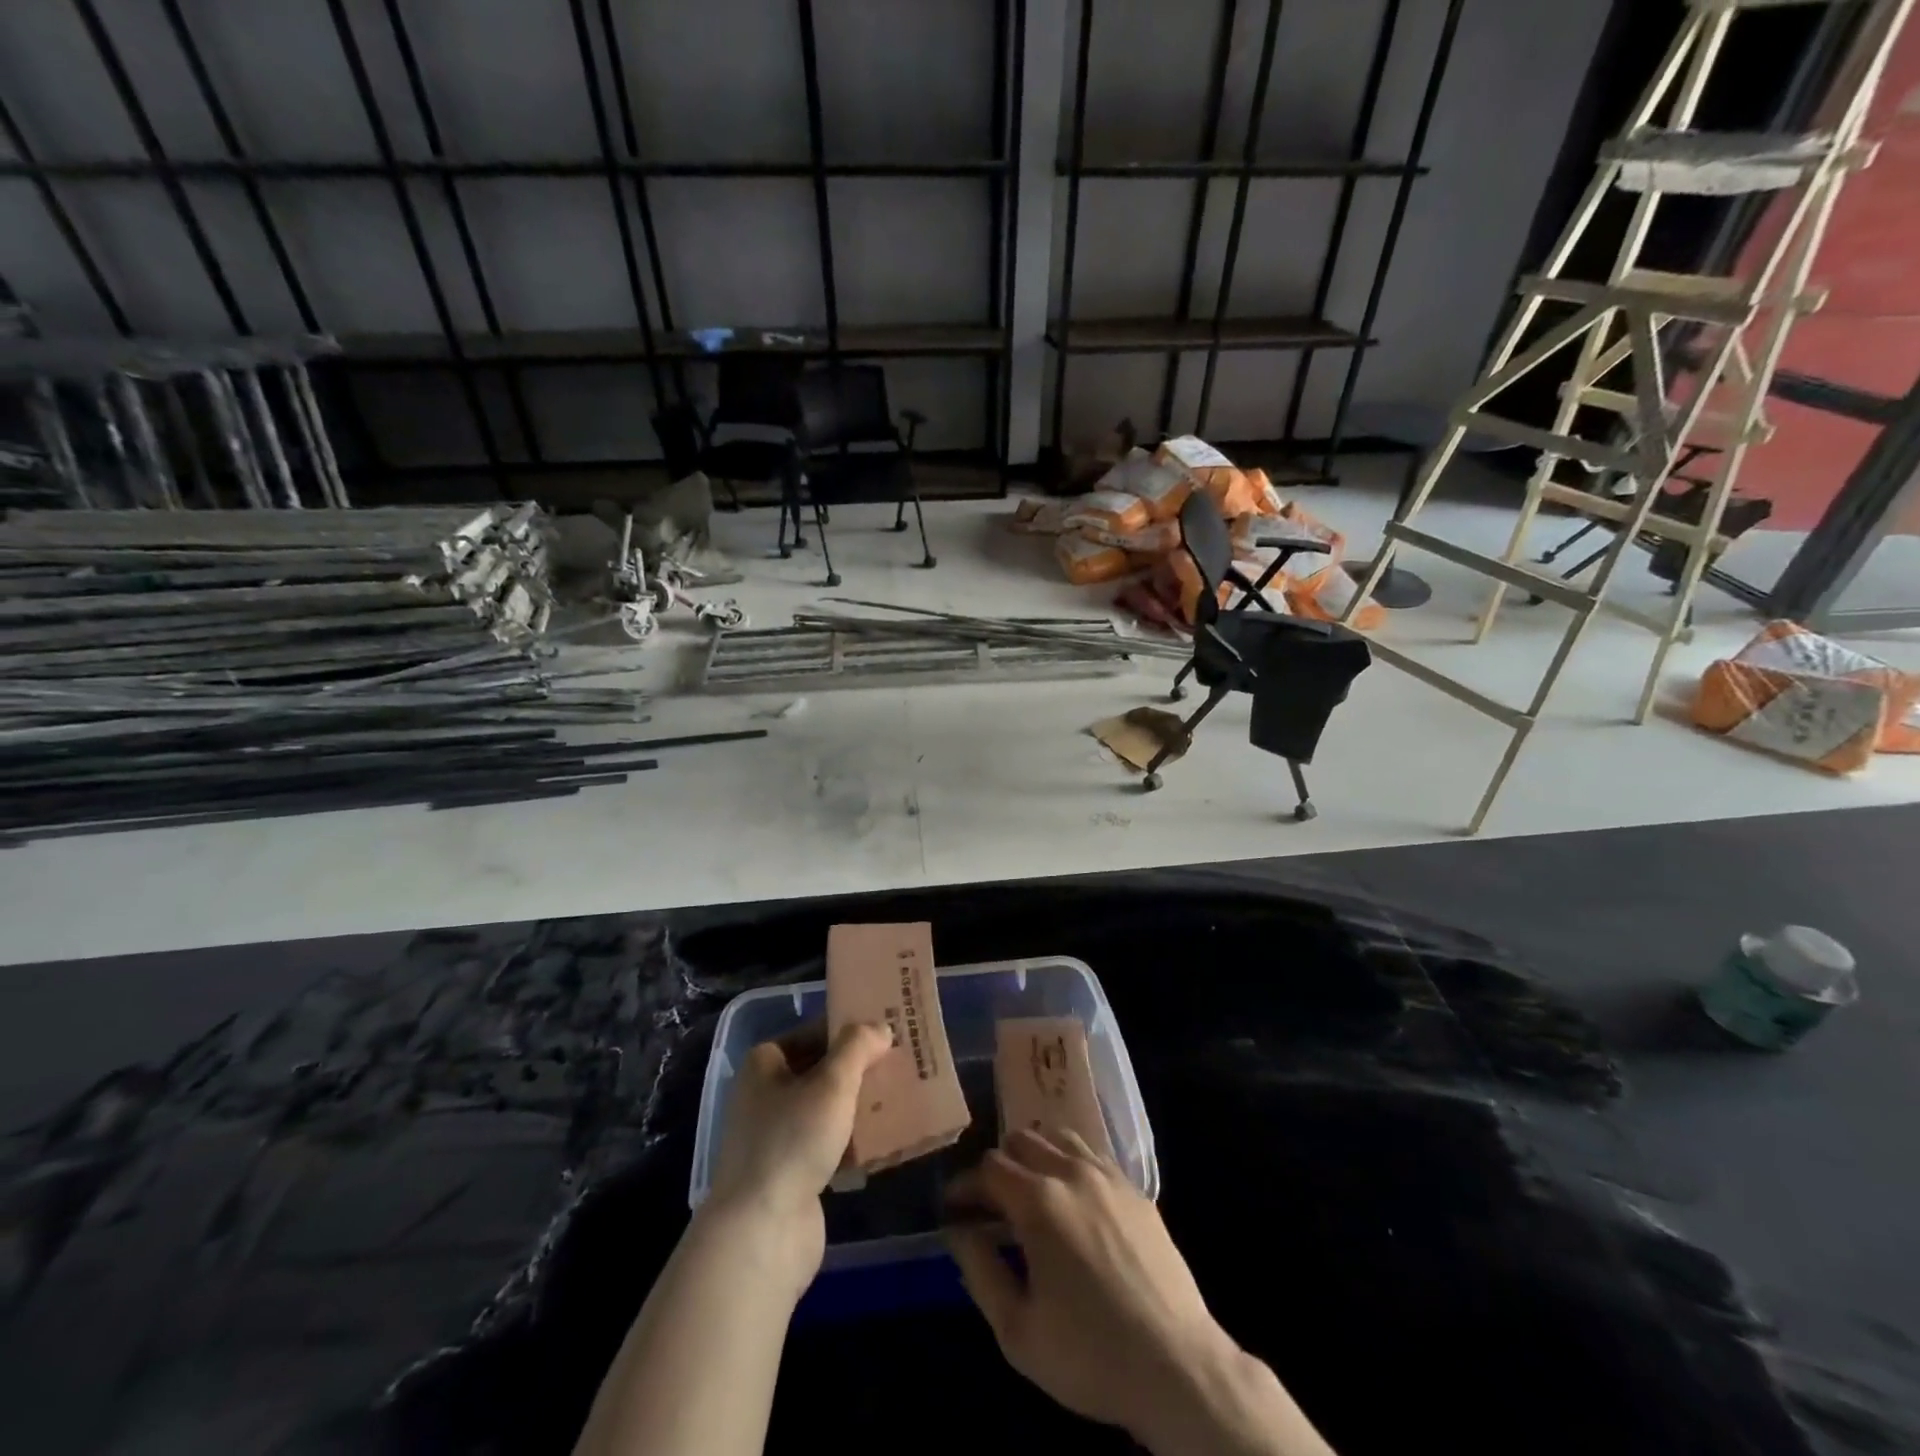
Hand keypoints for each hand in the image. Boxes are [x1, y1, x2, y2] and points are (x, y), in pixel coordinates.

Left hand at [705, 1021, 892, 1289]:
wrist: (762, 1233)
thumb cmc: (792, 1141)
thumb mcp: (832, 1083)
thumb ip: (858, 1047)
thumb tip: (880, 1027)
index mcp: (764, 1065)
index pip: (813, 1033)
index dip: (848, 1029)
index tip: (886, 1031)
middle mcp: (765, 1096)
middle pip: (821, 1071)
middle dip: (859, 1069)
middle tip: (902, 1063)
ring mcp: (776, 1138)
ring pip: (827, 1110)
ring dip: (860, 1106)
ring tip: (903, 1098)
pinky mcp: (791, 1174)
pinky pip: (829, 1145)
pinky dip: (854, 1142)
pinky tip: (886, 1141)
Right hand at [946, 1128, 1332, 1455]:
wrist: (1177, 1366)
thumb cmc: (1089, 1354)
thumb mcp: (1017, 1329)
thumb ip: (979, 1270)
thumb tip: (959, 1229)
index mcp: (1038, 1201)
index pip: (988, 1168)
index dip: (964, 1185)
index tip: (953, 1208)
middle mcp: (1072, 1172)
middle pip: (1022, 1140)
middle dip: (998, 1166)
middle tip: (991, 1205)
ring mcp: (1108, 1176)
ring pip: (1059, 1137)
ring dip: (1036, 1156)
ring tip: (1031, 1194)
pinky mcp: (1136, 1189)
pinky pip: (1093, 1155)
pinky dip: (1070, 1163)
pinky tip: (1072, 1201)